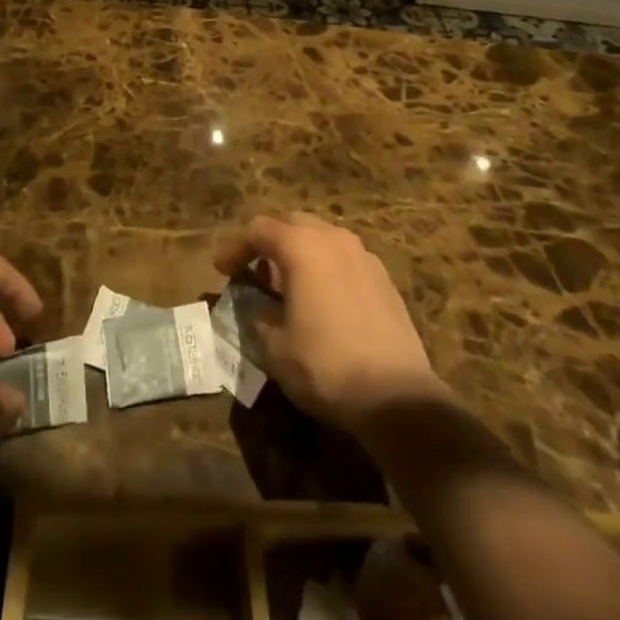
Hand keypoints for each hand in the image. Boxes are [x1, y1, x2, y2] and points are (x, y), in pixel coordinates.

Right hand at [214, 213, 447, 433]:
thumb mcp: (275, 347)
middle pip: (292, 223)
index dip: (236, 247)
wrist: (397, 395)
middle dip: (270, 243)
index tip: (222, 270)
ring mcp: (363, 255)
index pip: (258, 230)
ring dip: (301, 253)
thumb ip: (259, 316)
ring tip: (289, 285)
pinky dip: (326, 268)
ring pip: (322, 238)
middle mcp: (333, 238)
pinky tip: (324, 300)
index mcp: (301, 246)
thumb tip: (258, 307)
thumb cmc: (326, 365)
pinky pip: (345, 259)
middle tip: (256, 271)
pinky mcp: (384, 278)